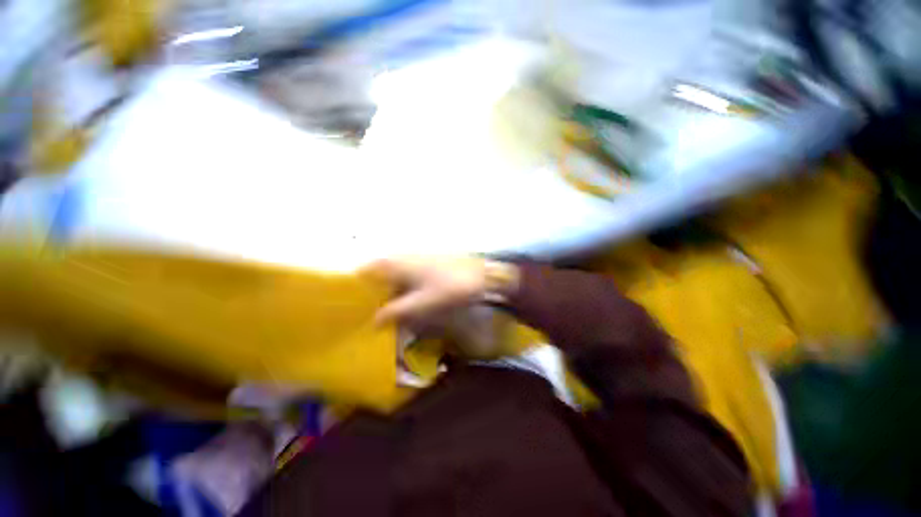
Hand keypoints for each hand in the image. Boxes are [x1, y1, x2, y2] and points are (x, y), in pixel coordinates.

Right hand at [363, 256, 494, 326]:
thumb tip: (373, 321)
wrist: (479, 275)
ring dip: (386, 288)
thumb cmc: (448, 288)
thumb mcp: (420, 304)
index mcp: (395, 263)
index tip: (350, 304)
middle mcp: (401, 255)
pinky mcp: (425, 261)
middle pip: (377, 272)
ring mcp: (414, 256)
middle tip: (366, 311)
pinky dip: (400, 285)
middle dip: (371, 291)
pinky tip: (404, 299)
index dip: (355, 286)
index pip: (364, 271)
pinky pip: (404, 273)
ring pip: (391, 273)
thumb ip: (395, 312)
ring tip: (382, 308)